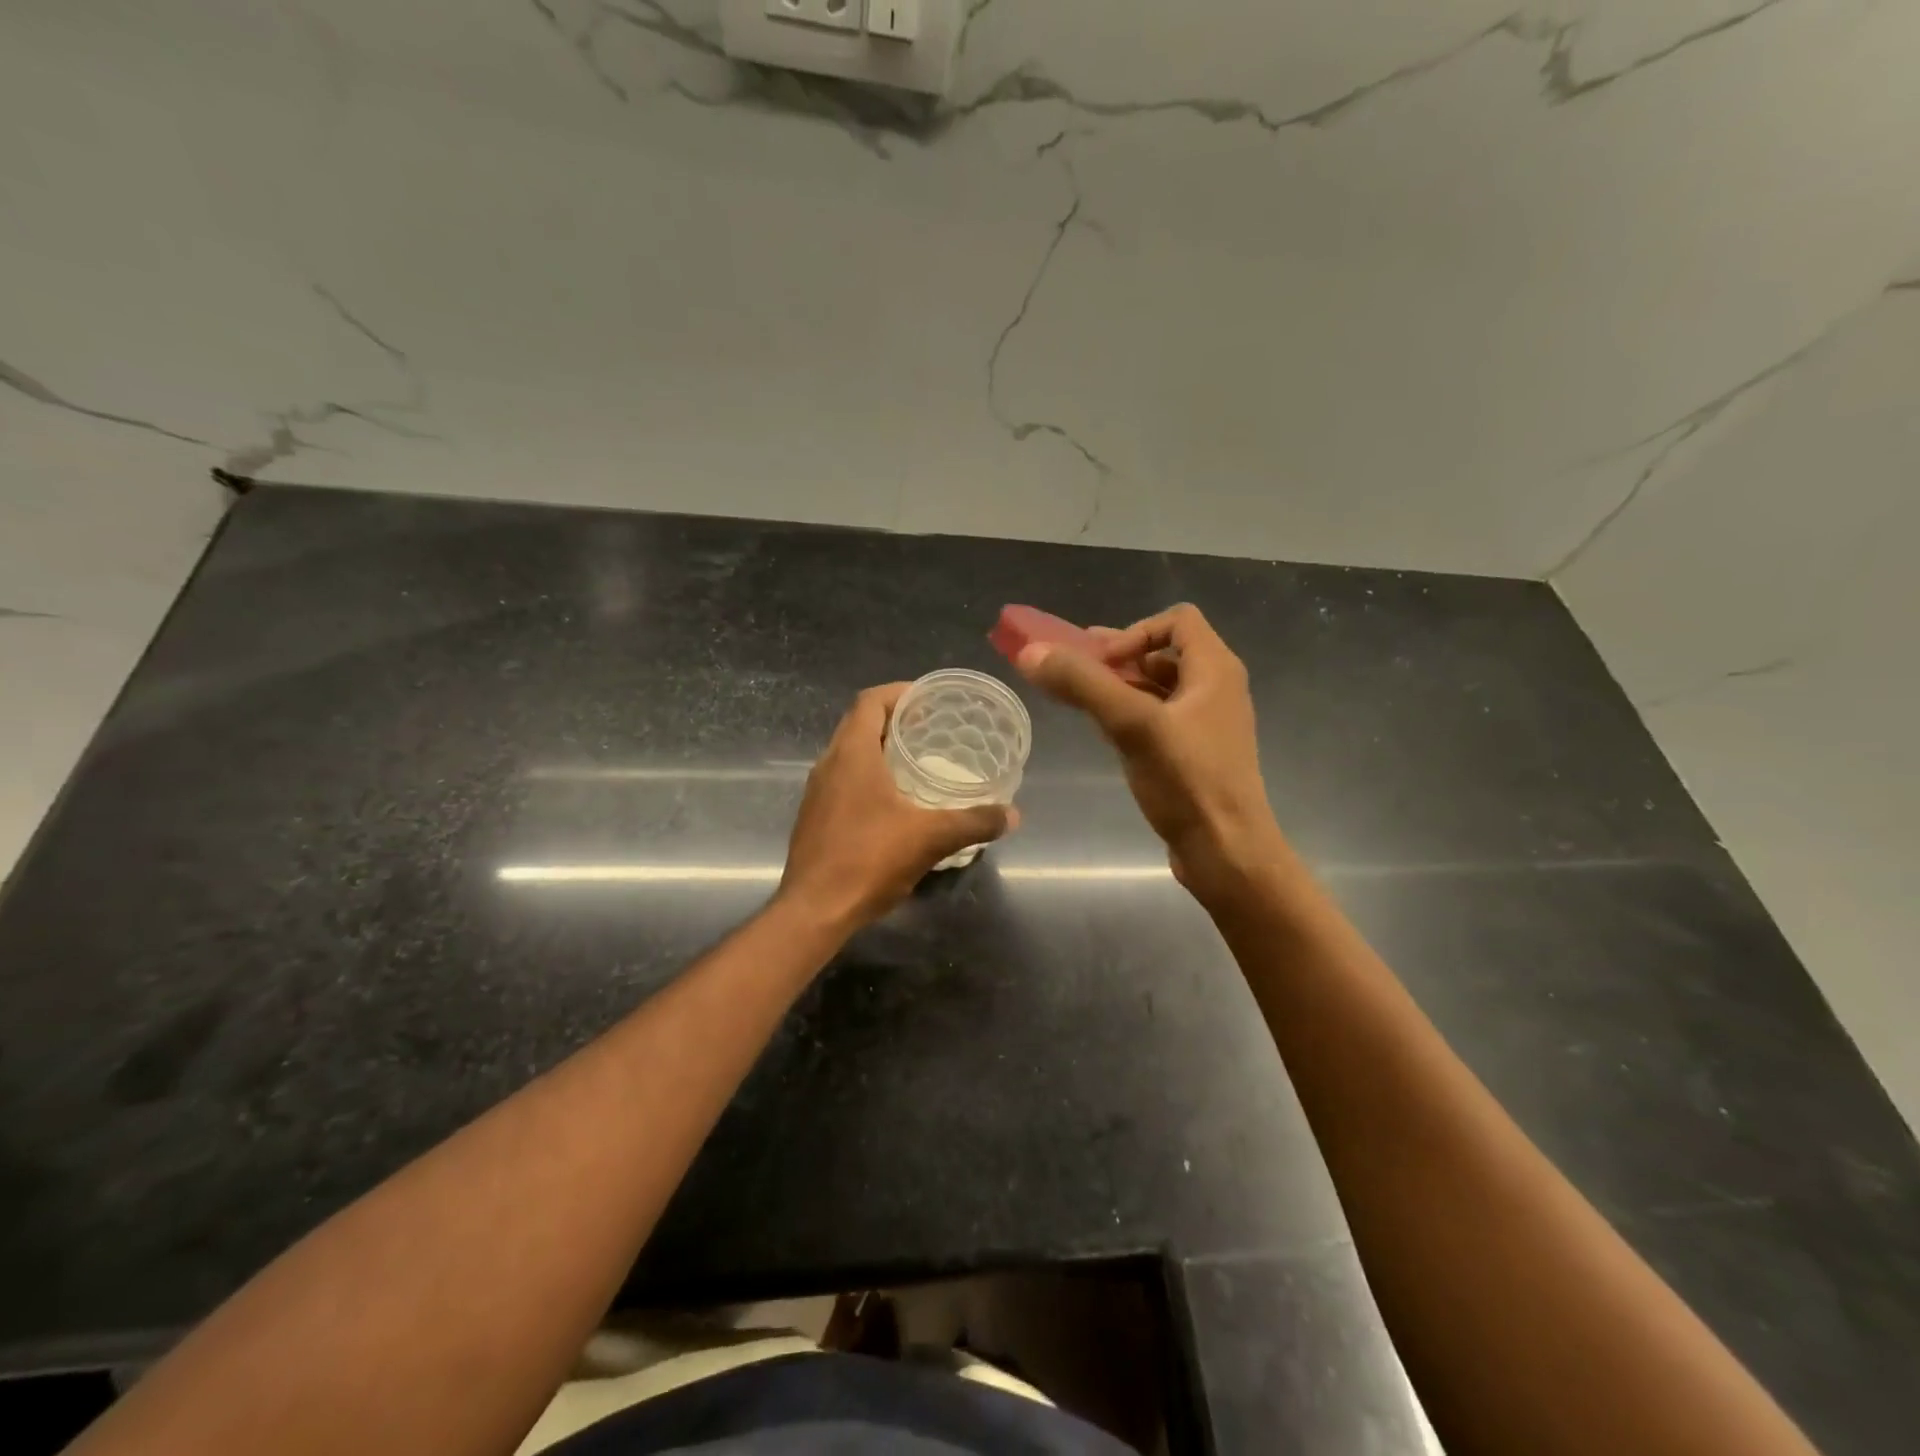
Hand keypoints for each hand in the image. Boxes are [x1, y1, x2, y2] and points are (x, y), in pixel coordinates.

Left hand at [778, 683, 1016, 931]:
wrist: (814, 910)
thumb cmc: (868, 860)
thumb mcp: (931, 838)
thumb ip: (974, 822)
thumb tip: (1012, 815)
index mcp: (852, 754)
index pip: (870, 701)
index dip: (899, 692)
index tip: (928, 699)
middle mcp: (828, 764)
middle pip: (858, 723)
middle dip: (893, 719)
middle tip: (930, 727)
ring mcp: (817, 792)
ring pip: (848, 754)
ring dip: (879, 748)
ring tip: (916, 760)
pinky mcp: (814, 817)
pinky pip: (842, 780)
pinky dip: (868, 776)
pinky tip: (894, 801)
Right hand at [1015, 603, 1287, 901]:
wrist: (1226, 852)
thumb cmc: (1187, 782)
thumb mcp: (1132, 726)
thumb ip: (1083, 685)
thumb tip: (1030, 652)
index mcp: (1215, 670)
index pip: (1177, 620)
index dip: (1134, 632)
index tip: (1101, 663)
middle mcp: (1216, 688)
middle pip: (1163, 652)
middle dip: (1117, 658)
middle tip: (1074, 672)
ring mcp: (1206, 723)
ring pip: (1157, 687)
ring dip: (1119, 687)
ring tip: (1080, 699)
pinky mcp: (1194, 753)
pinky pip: (1158, 718)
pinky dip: (1129, 714)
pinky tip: (1103, 731)